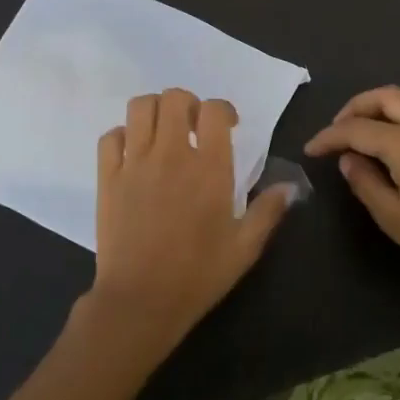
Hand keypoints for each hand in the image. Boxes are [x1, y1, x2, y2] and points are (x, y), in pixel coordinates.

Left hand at [87, 88, 294, 355]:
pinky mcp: (108, 177)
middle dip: (188, 104)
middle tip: (193, 127)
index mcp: (209, 166)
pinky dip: (122, 135)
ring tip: (163, 132)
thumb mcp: (245, 248)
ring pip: (140, 107)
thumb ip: (268, 211)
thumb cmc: (198, 275)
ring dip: (155, 111)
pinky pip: (110, 136)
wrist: (141, 301)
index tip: (228, 126)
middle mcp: (171, 154)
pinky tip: (133, 153)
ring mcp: (135, 163)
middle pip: (175, 98)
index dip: (223, 110)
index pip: (215, 110)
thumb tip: (290, 186)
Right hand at [305, 85, 399, 300]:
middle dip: (353, 108)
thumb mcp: (391, 216)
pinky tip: (397, 132)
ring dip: (381, 102)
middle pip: (383, 97)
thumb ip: (364, 180)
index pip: (356, 129)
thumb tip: (348, 157)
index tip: (311, 150)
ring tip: (366, 125)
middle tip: (336, 131)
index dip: (329, 137)